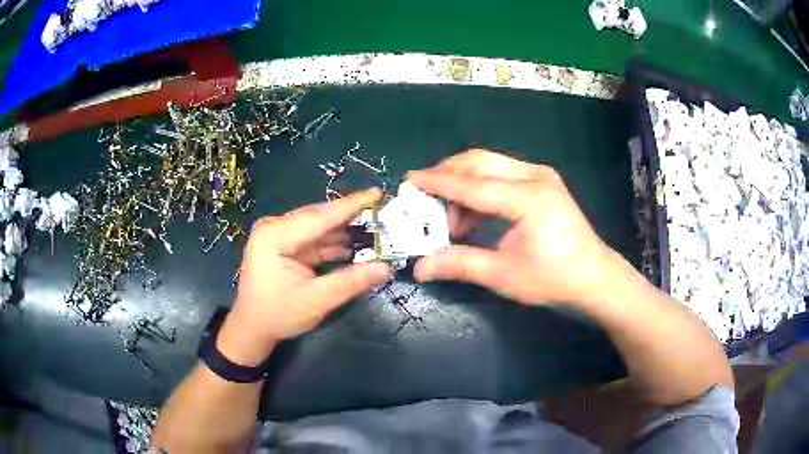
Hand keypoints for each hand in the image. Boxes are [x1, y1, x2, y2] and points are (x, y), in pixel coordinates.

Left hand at [217, 190, 391, 364]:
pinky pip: (314, 240)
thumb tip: (385, 268)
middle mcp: (275, 228)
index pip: (320, 216)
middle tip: (383, 212)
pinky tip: (357, 245)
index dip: (351, 205)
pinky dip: (334, 244)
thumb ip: (350, 281)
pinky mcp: (285, 247)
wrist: (252, 329)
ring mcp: (279, 236)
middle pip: (319, 218)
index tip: (378, 193)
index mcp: (275, 235)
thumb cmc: (277, 315)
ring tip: (377, 228)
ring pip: (319, 228)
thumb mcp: (316, 300)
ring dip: (345, 230)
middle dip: (351, 216)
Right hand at [408, 150, 620, 306]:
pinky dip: (481, 189)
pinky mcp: (543, 182)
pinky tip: (471, 215)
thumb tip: (420, 268)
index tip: (410, 181)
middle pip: (479, 162)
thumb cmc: (553, 278)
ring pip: (490, 165)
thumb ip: (460, 263)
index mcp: (527, 198)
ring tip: (448, 217)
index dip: (437, 183)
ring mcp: (540, 176)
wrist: (594, 277)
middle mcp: (534, 177)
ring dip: (463, 185)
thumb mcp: (504, 275)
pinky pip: (502, 174)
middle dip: (447, 176)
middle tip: (425, 199)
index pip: (472, 185)